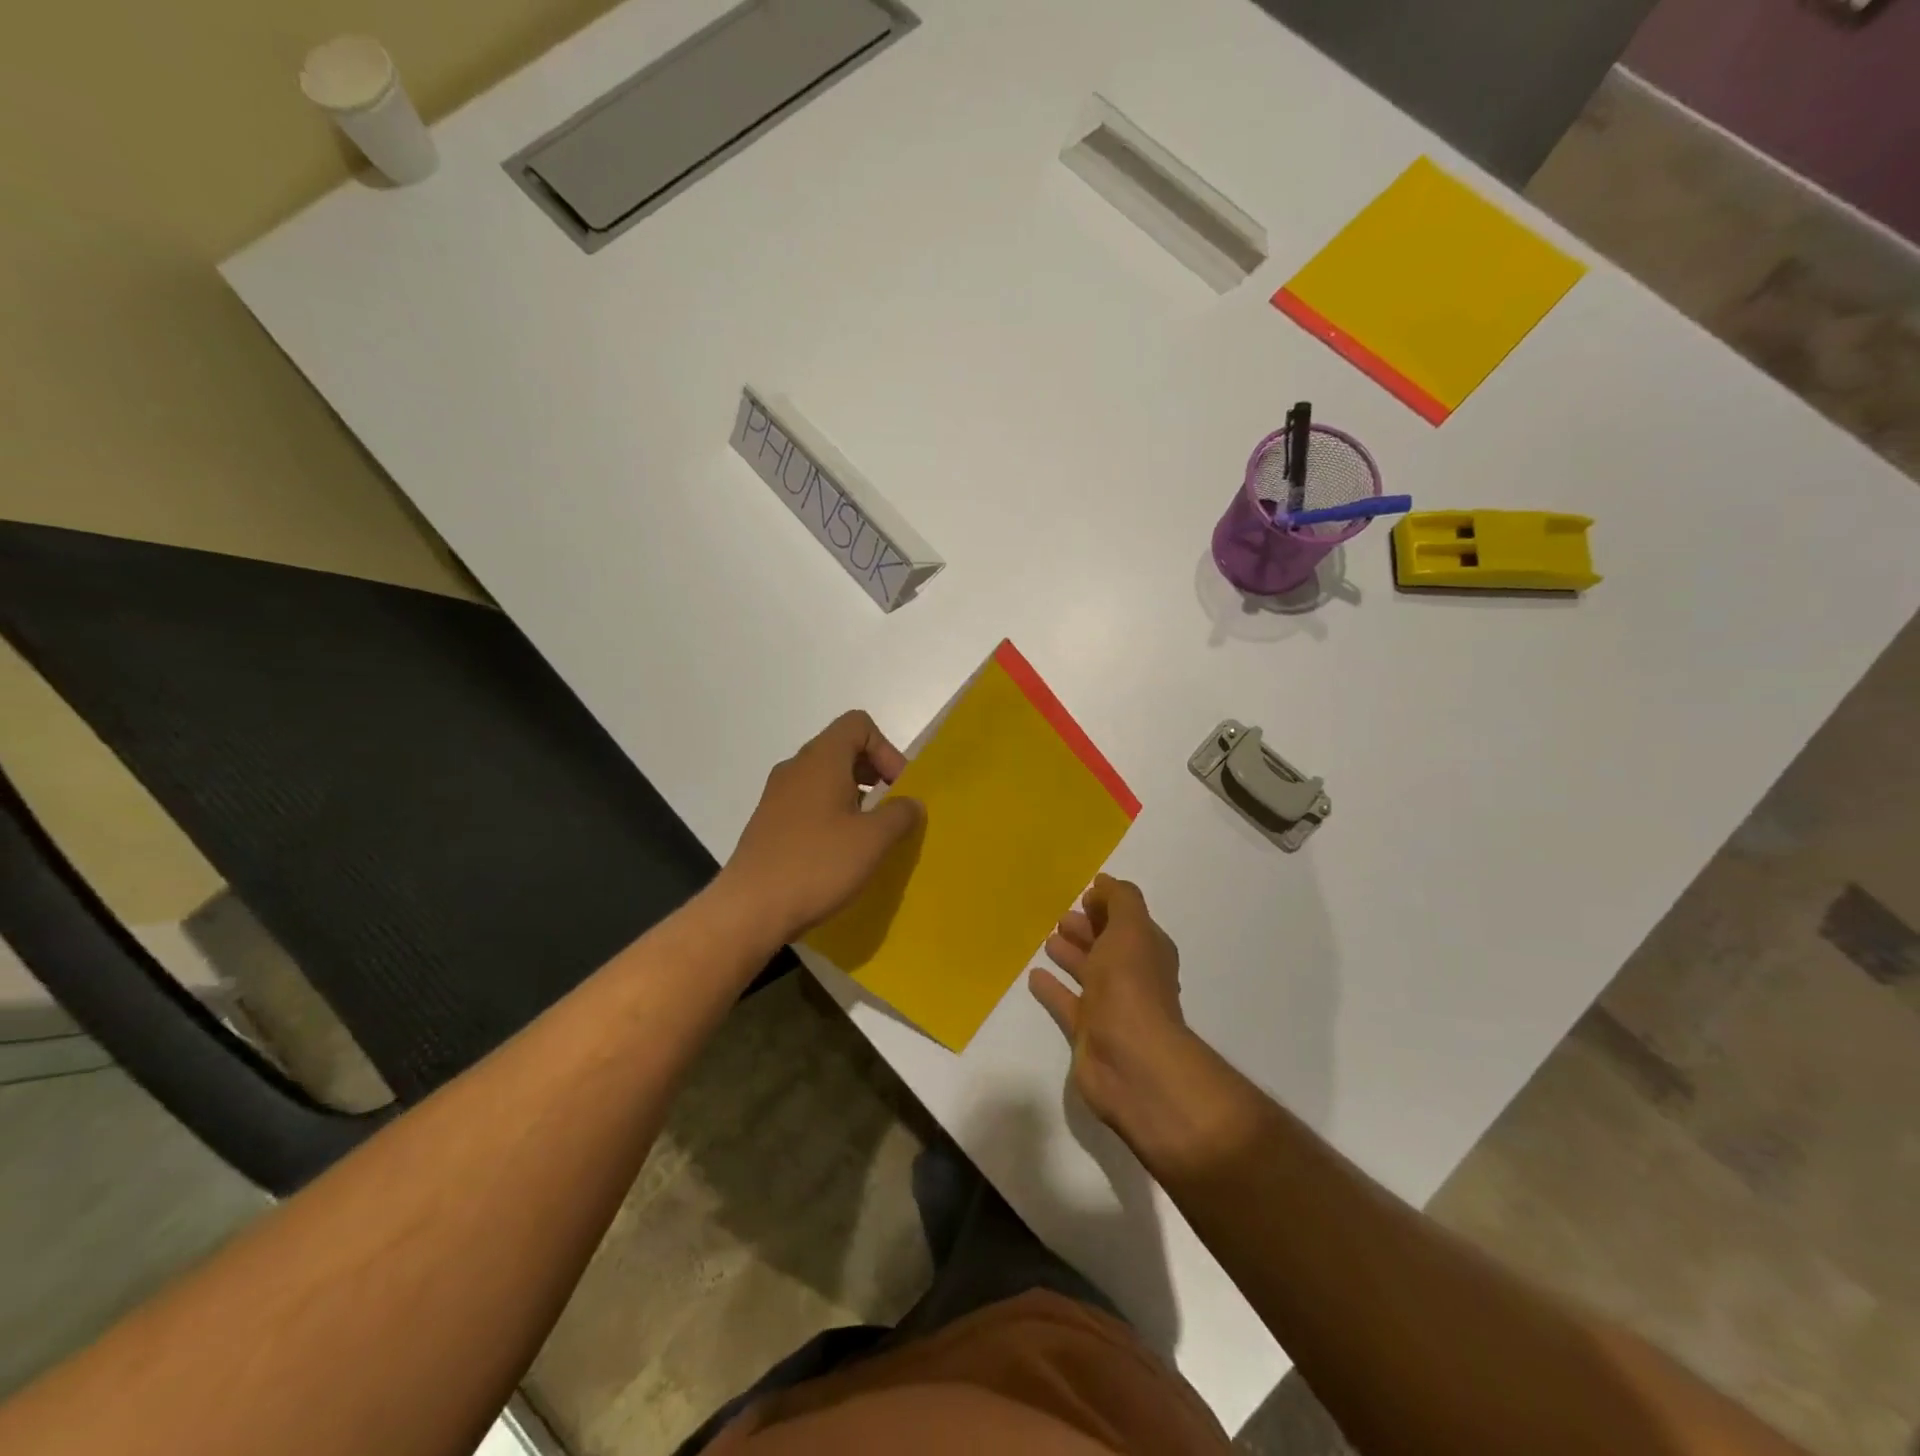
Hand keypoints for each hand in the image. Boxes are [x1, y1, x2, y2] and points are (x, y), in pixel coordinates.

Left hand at [717, 711, 923, 945]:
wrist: (750, 908)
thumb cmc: (817, 864)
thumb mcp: (873, 840)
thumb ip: (900, 814)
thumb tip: (910, 803)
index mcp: (821, 759)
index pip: (858, 724)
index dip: (886, 750)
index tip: (898, 788)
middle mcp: (796, 768)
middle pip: (842, 749)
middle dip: (874, 774)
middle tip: (890, 812)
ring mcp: (777, 795)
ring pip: (825, 778)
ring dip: (854, 797)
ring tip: (868, 835)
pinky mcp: (769, 822)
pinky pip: (808, 802)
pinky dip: (831, 814)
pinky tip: (839, 852)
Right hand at [1028, 875, 1189, 1131]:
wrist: (1130, 1061)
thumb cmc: (1131, 985)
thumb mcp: (1130, 928)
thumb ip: (1120, 900)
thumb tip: (1104, 883)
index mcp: (1148, 951)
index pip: (1129, 922)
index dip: (1109, 907)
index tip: (1084, 894)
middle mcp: (1133, 977)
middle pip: (1108, 946)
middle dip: (1087, 929)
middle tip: (1061, 916)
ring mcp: (1111, 1007)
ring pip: (1088, 973)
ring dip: (1071, 955)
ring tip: (1047, 939)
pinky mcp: (1088, 1032)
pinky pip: (1067, 1003)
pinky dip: (1053, 989)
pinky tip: (1034, 975)